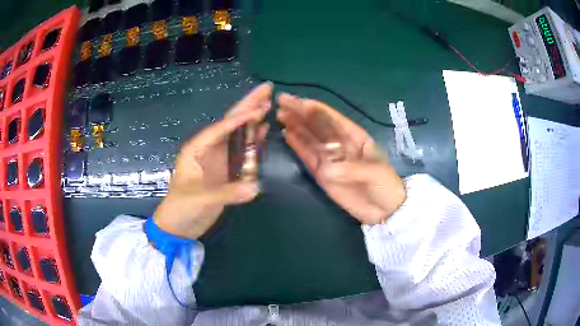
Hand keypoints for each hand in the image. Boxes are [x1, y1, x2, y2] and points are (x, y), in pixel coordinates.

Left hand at [154, 83, 272, 238]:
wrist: (178, 226)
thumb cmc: (180, 208)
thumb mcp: (199, 199)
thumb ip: (226, 193)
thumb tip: (255, 188)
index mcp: (197, 149)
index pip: (221, 129)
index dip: (240, 118)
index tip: (259, 109)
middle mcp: (209, 149)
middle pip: (231, 123)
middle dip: (248, 106)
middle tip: (267, 89)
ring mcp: (218, 160)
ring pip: (238, 135)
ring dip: (253, 121)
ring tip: (268, 104)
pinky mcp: (226, 172)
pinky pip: (242, 153)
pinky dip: (253, 142)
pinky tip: (262, 131)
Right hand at [277, 93, 405, 224]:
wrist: (385, 211)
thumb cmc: (386, 186)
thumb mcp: (375, 173)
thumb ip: (352, 169)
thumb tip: (326, 168)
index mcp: (356, 137)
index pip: (333, 119)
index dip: (316, 109)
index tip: (298, 102)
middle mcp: (340, 144)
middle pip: (318, 126)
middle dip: (301, 114)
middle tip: (282, 103)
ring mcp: (330, 159)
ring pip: (311, 140)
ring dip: (296, 127)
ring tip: (280, 115)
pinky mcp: (323, 174)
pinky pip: (309, 158)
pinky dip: (298, 146)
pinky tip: (287, 134)